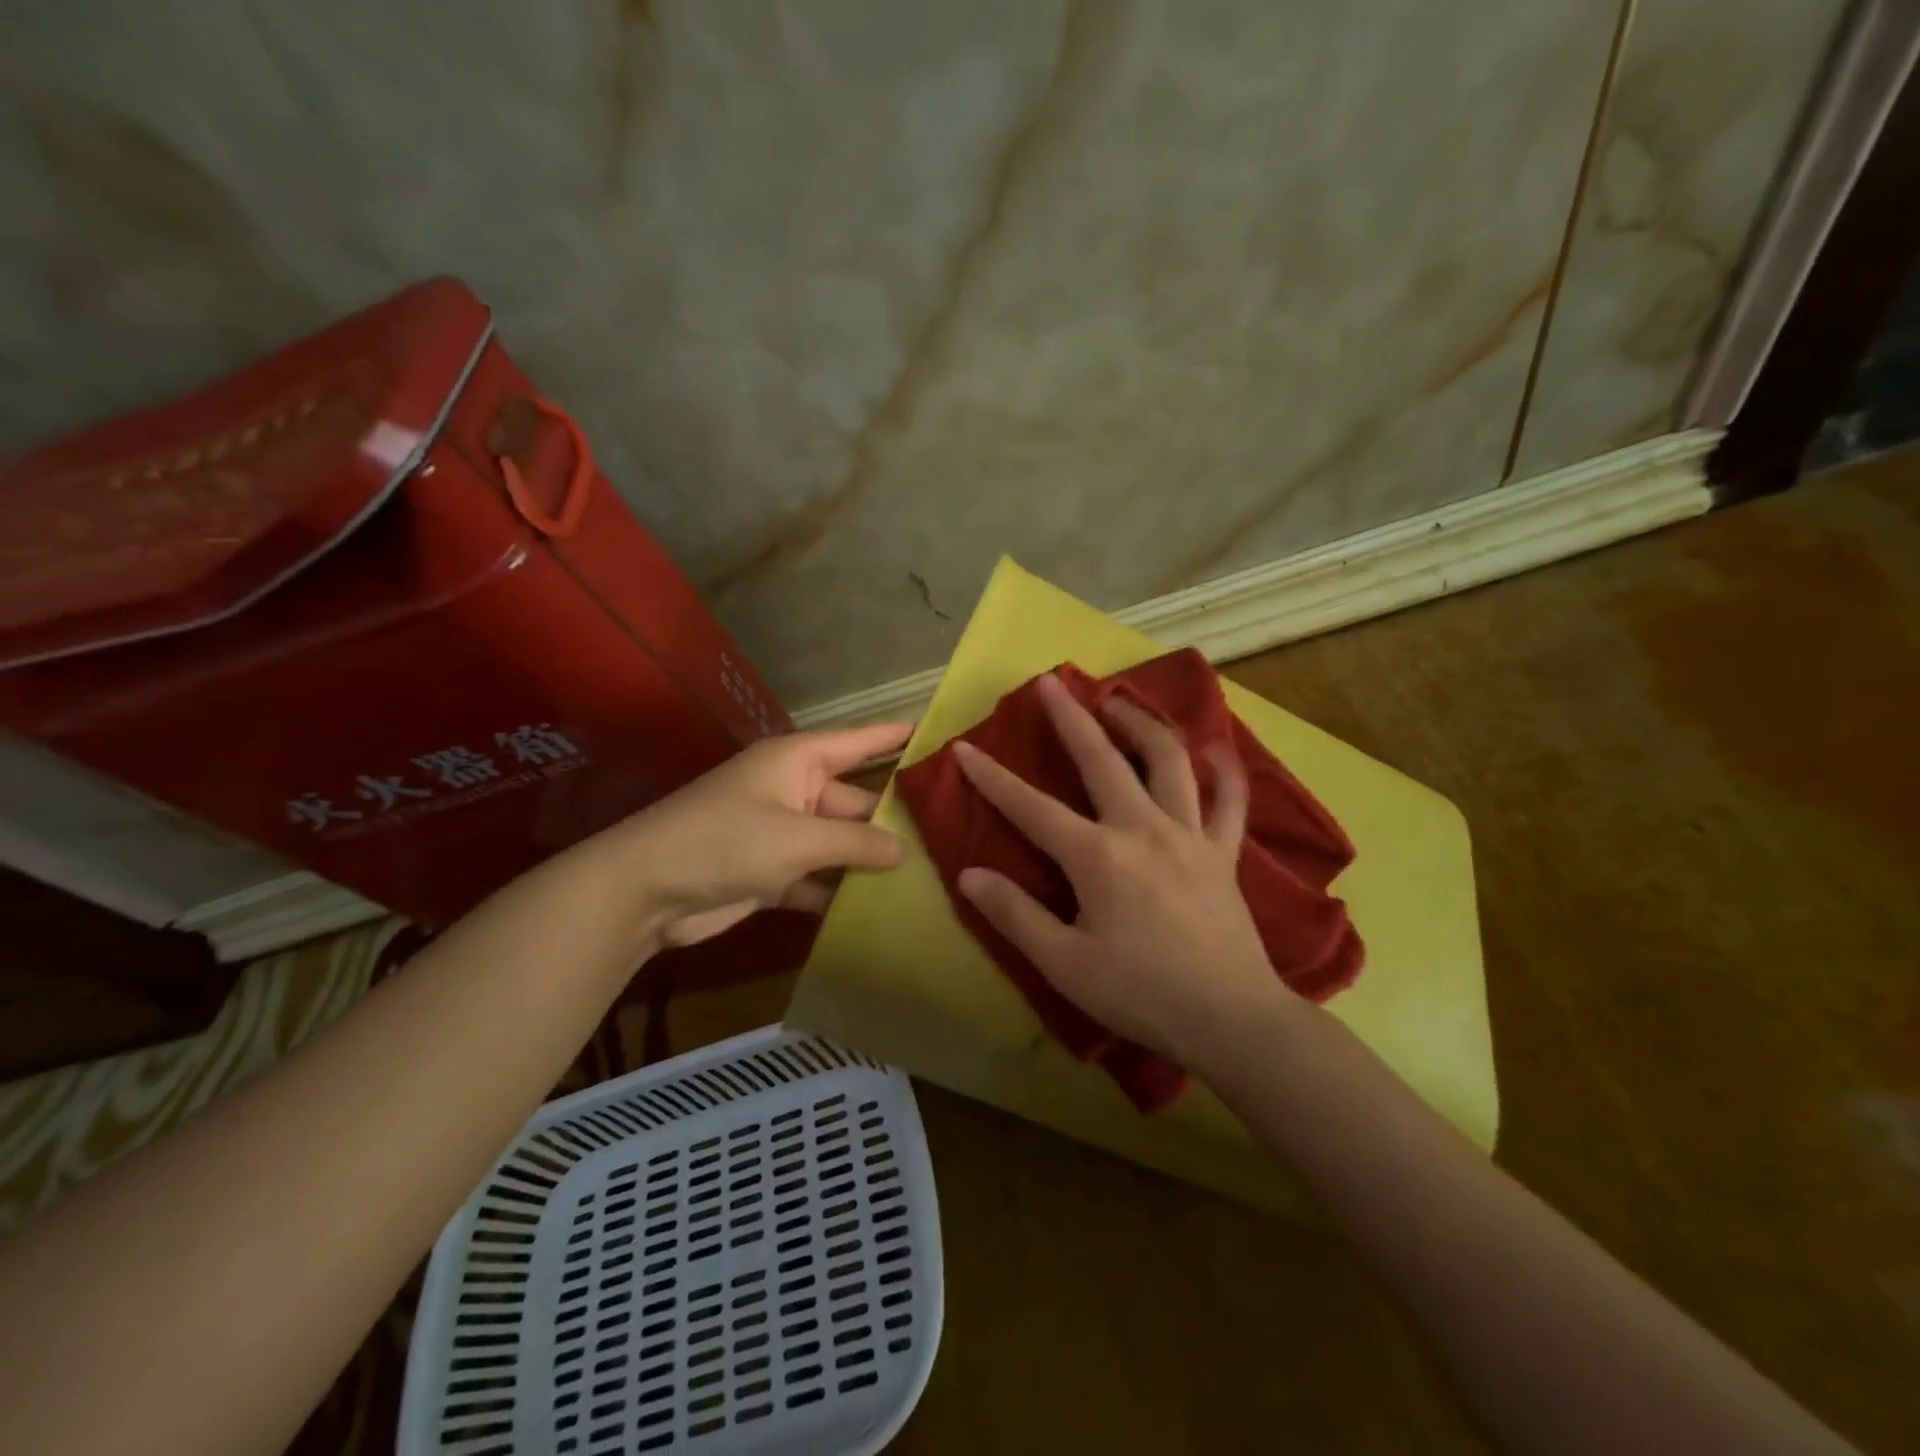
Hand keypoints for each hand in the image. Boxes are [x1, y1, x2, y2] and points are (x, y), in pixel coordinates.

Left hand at [597, 721, 913, 949]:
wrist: (645, 891)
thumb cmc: (725, 842)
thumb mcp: (798, 838)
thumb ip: (856, 842)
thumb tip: (904, 849)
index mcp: (799, 761)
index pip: (861, 742)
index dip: (898, 736)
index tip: (941, 737)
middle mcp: (795, 791)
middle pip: (857, 799)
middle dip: (896, 817)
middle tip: (953, 831)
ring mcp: (784, 833)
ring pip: (841, 842)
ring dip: (873, 860)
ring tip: (933, 872)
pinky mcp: (773, 873)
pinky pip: (820, 876)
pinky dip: (842, 891)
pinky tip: (884, 907)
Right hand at [953, 674, 1292, 1071]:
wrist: (1231, 1020)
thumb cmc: (1141, 994)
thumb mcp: (1065, 964)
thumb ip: (1015, 915)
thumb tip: (969, 875)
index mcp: (1098, 856)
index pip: (1032, 808)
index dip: (993, 778)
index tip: (965, 748)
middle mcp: (1143, 829)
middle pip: (1102, 760)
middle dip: (1071, 719)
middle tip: (1051, 683)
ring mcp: (1190, 835)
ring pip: (1168, 762)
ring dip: (1141, 725)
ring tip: (1119, 702)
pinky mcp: (1225, 853)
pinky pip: (1230, 802)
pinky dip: (1225, 773)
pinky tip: (1218, 751)